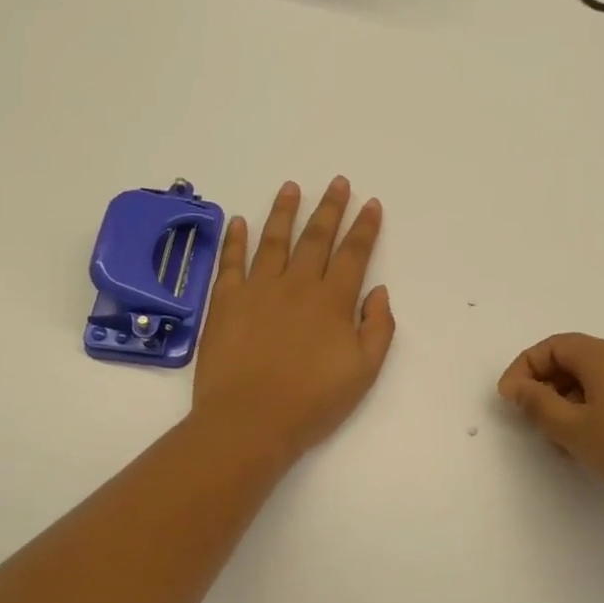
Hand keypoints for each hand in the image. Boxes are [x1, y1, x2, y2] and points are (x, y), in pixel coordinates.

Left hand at [194, 178, 394, 460]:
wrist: (250, 420)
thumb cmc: (312, 401)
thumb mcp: (363, 371)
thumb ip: (378, 328)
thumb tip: (378, 292)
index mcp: (332, 301)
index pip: (353, 254)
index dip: (365, 227)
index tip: (371, 204)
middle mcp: (296, 285)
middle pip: (316, 237)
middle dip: (330, 207)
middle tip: (338, 182)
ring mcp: (257, 289)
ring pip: (273, 240)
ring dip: (284, 211)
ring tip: (291, 187)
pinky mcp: (224, 301)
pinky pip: (231, 261)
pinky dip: (236, 239)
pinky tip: (240, 221)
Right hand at [498, 334, 603, 526]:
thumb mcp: (573, 430)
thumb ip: (537, 404)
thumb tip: (517, 386)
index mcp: (603, 356)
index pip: (552, 347)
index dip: (523, 369)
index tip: (508, 401)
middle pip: (572, 359)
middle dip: (545, 386)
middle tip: (532, 422)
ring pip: (593, 380)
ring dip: (567, 402)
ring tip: (560, 440)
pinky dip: (591, 410)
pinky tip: (591, 444)